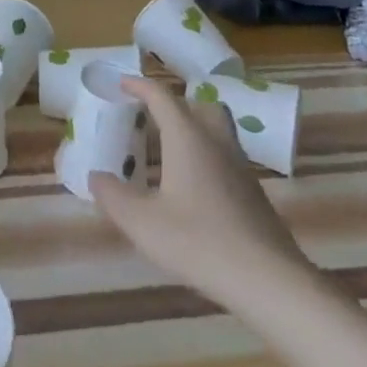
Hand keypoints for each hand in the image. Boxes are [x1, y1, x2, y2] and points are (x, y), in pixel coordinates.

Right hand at [91, 76, 312, 313]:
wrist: (270, 283)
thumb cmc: (200, 242)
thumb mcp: (142, 223)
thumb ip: (113, 196)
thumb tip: (96, 177)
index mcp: (187, 138)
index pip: (161, 96)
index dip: (139, 85)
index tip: (120, 83)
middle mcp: (216, 142)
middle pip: (198, 105)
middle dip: (173, 103)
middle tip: (150, 116)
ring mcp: (241, 168)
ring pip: (217, 130)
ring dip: (193, 128)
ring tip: (169, 149)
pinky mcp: (254, 194)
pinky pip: (226, 157)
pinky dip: (206, 156)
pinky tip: (192, 187)